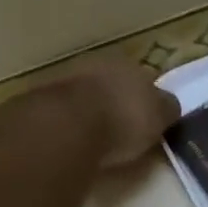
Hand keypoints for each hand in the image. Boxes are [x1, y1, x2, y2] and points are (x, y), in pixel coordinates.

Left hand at [48, 57, 180, 167]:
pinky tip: (75, 144)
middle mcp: (94, 65)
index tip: (148, 120)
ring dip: (90, 114)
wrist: (67, 127)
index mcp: (126, 63)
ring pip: (84, 97)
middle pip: (110, 85)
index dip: (146, 99)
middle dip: (116, 103)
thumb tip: (168, 107)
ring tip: (97, 140)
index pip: (142, 78)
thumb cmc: (123, 119)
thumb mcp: (159, 116)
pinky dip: (70, 127)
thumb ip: (165, 109)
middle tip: (123, 130)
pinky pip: (63, 116)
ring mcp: (63, 81)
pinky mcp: (39, 104)